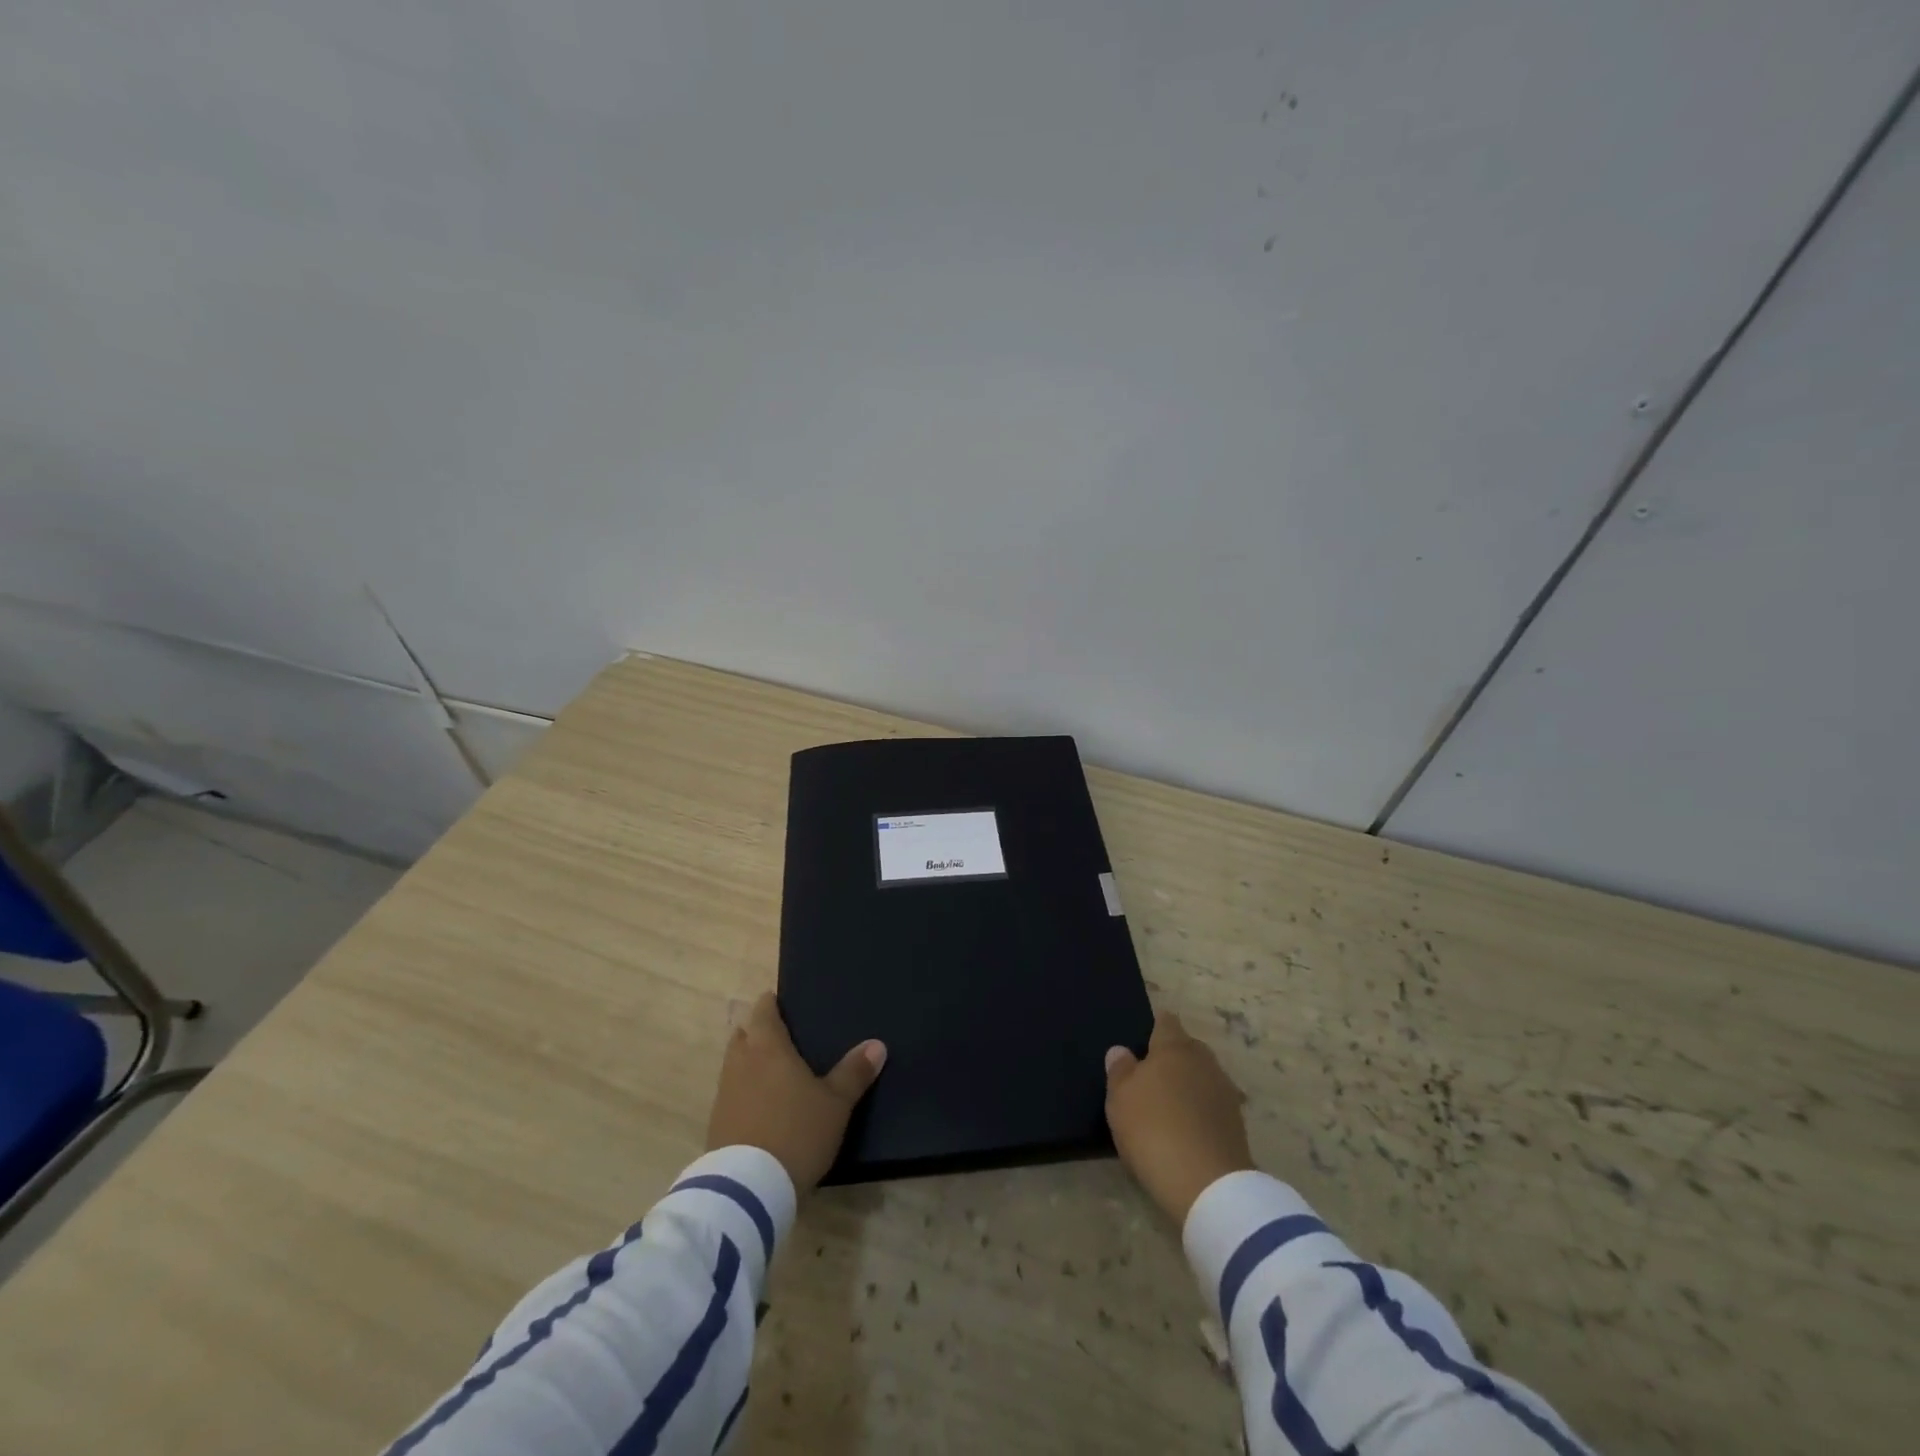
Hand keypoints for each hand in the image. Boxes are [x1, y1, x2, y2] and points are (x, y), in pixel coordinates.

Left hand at [706, 992, 886, 1191]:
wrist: (748, 1189)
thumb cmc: (796, 1131)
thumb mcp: (835, 1104)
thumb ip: (854, 1072)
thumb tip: (877, 1044)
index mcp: (767, 1047)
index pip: (763, 1011)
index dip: (770, 1004)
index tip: (780, 1002)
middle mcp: (740, 1063)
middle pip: (743, 1035)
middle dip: (757, 1031)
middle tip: (780, 1036)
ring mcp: (724, 1094)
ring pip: (734, 1065)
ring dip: (748, 1062)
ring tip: (773, 1071)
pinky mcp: (716, 1125)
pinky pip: (730, 1094)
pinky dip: (743, 1092)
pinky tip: (760, 1106)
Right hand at [1104, 1011, 1254, 1223]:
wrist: (1208, 1185)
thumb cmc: (1153, 1129)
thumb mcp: (1120, 1098)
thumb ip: (1120, 1069)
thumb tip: (1121, 1050)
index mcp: (1175, 1047)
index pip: (1166, 1022)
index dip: (1154, 1027)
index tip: (1141, 1042)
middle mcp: (1204, 1061)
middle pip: (1188, 1048)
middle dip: (1172, 1057)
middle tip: (1150, 1077)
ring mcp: (1225, 1092)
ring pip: (1203, 1077)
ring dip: (1188, 1086)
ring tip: (1168, 1106)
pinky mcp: (1237, 1124)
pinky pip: (1212, 1105)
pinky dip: (1200, 1111)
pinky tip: (1186, 1129)